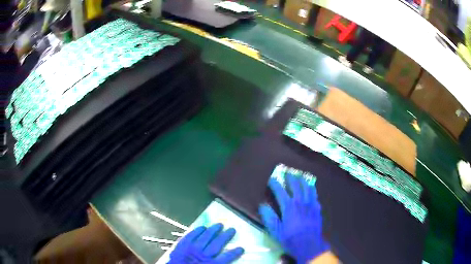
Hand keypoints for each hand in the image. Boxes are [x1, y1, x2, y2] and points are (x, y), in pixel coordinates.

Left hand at [168, 223, 243, 263]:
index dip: (234, 252)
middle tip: (232, 229)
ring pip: (204, 238)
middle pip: (216, 244)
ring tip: (219, 224)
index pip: (226, 257)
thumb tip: (225, 262)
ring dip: (212, 231)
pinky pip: (190, 236)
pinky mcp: (181, 246)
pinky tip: (201, 227)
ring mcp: (191, 249)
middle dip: (225, 237)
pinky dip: (196, 231)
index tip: (241, 248)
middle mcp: (203, 256)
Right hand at [259, 174, 329, 263]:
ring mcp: (310, 204)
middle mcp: (300, 202)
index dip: (275, 184)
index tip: (271, 179)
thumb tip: (262, 206)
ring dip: (303, 181)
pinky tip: (312, 189)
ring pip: (307, 188)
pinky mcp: (317, 208)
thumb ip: (269, 217)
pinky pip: (315, 195)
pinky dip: (312, 190)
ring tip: (300, 176)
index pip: (280, 191)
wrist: (309, 244)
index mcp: (289, 206)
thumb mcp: (275, 230)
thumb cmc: (290, 238)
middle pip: (295, 186)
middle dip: (290, 178)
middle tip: (287, 172)